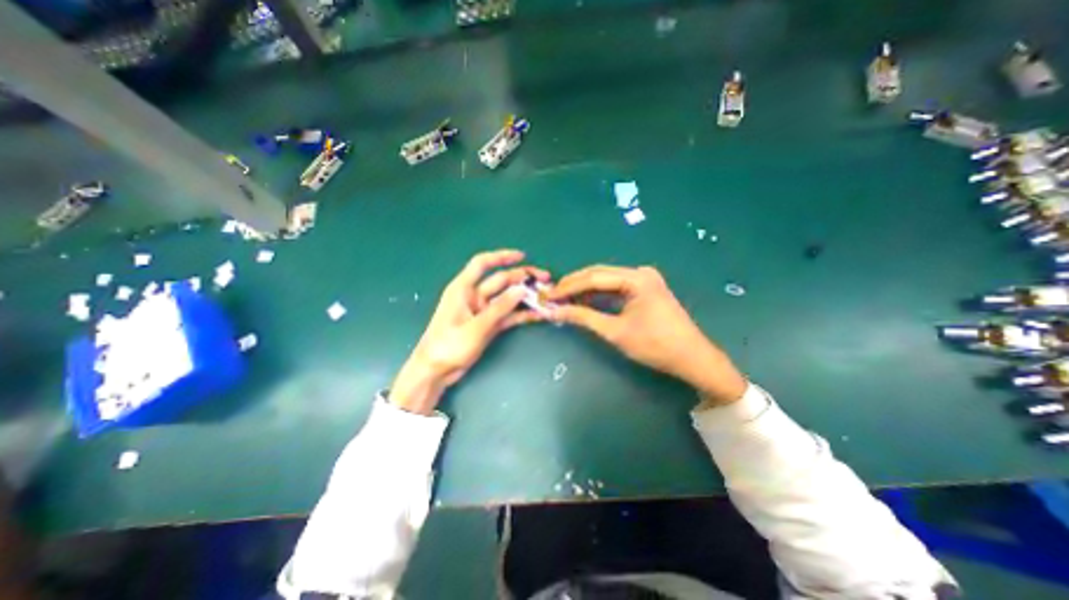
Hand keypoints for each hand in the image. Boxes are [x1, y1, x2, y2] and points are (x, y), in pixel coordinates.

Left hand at [389, 250, 545, 414]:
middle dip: (522, 278)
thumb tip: (522, 289)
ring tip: (546, 295)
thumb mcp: (476, 326)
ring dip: (525, 296)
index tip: (522, 256)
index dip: (501, 256)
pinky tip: (537, 314)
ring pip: (507, 298)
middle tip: (545, 279)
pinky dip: (521, 314)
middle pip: (501, 280)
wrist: (436, 371)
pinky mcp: (488, 324)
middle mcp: (474, 296)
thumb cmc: (449, 346)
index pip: (482, 263)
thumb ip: (500, 308)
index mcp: (463, 288)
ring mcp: (482, 311)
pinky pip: (507, 315)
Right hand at [546, 265, 745, 404]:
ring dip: (584, 289)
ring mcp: (644, 279)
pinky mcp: (644, 289)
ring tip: (562, 298)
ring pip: (606, 280)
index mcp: (636, 278)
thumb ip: (583, 318)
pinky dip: (598, 294)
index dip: (568, 287)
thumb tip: (554, 311)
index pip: (593, 277)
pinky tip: (583, 300)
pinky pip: (615, 287)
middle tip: (552, 295)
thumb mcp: (615, 332)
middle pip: (599, 274)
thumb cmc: (655, 345)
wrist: (692, 358)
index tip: (548, 296)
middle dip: (574, 285)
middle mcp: (640, 272)